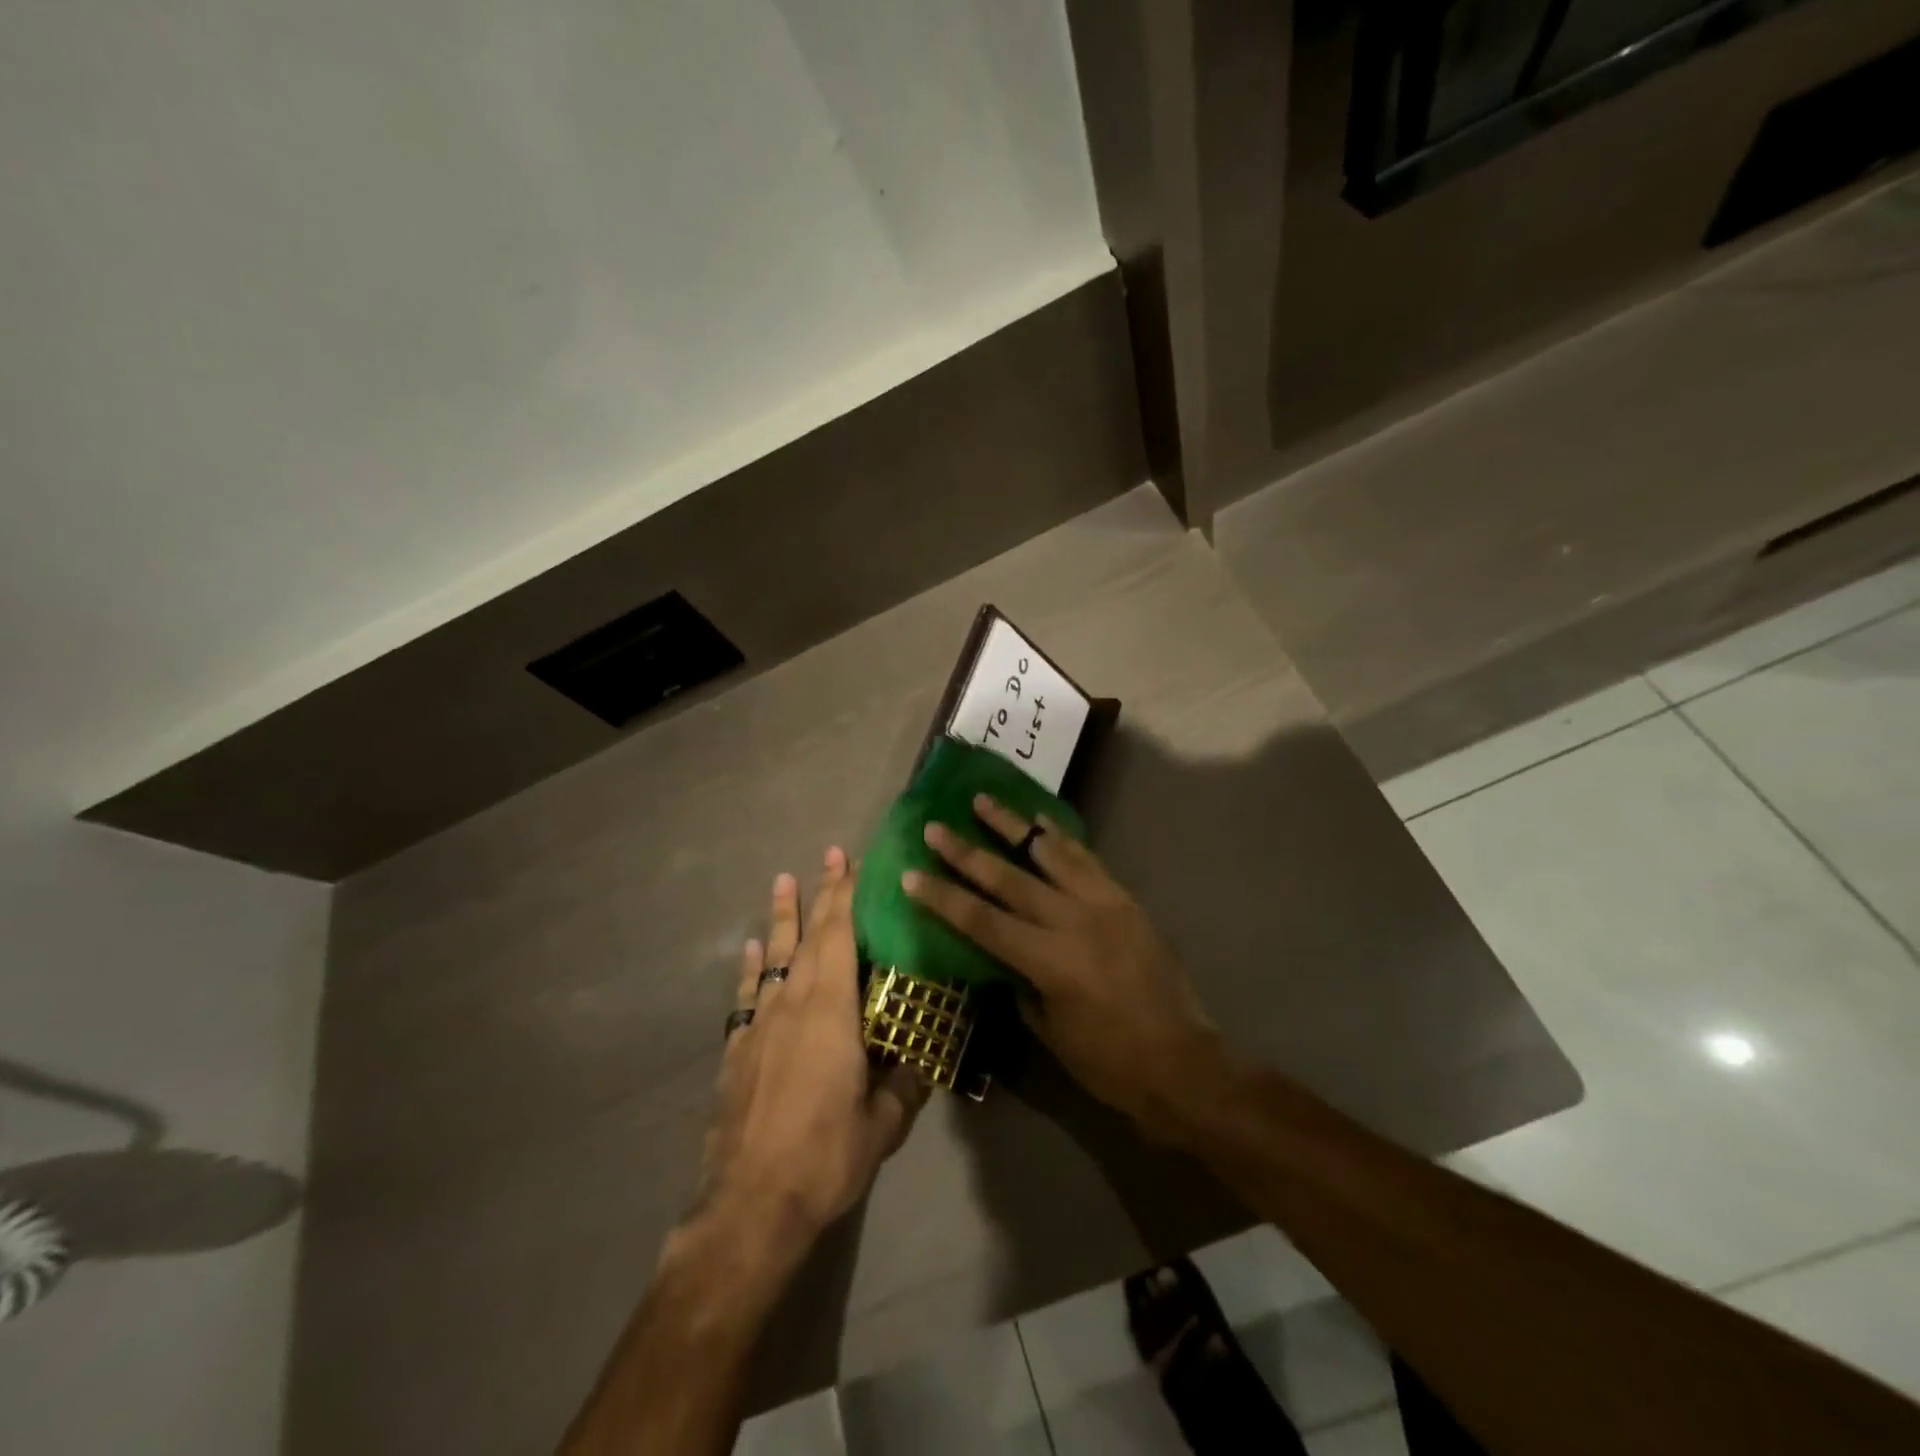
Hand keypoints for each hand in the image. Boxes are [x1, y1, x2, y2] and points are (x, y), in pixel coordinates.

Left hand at [695, 849, 928, 1247]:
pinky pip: (748, 993)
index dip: (845, 896)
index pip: (839, 937)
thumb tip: (925, 1058)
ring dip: (782, 917)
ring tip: (783, 881)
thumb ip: (905, 1084)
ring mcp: (760, 1024)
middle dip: (821, 894)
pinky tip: (754, 949)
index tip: (850, 861)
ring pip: (774, 956)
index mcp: (831, 1011)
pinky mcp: (738, 1049)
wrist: (750, 1205)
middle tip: (828, 856)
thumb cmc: (825, 1157)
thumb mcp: (882, 1124)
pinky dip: (753, 966)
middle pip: (808, 937)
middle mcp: (793, 1004)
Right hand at [902, 799, 1228, 1136]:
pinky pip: (1087, 859)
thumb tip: (1002, 957)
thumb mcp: (1051, 1033)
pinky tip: (1041, 821)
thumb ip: (1021, 985)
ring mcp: (1102, 904)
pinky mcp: (1125, 900)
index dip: (943, 897)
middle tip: (935, 826)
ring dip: (1013, 825)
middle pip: (1008, 878)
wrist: (1183, 1062)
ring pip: (1049, 854)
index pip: (981, 920)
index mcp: (1048, 961)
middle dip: (966, 851)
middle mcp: (1072, 921)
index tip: (912, 874)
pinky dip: (1060, 838)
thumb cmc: (1109, 1062)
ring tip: (983, 800)